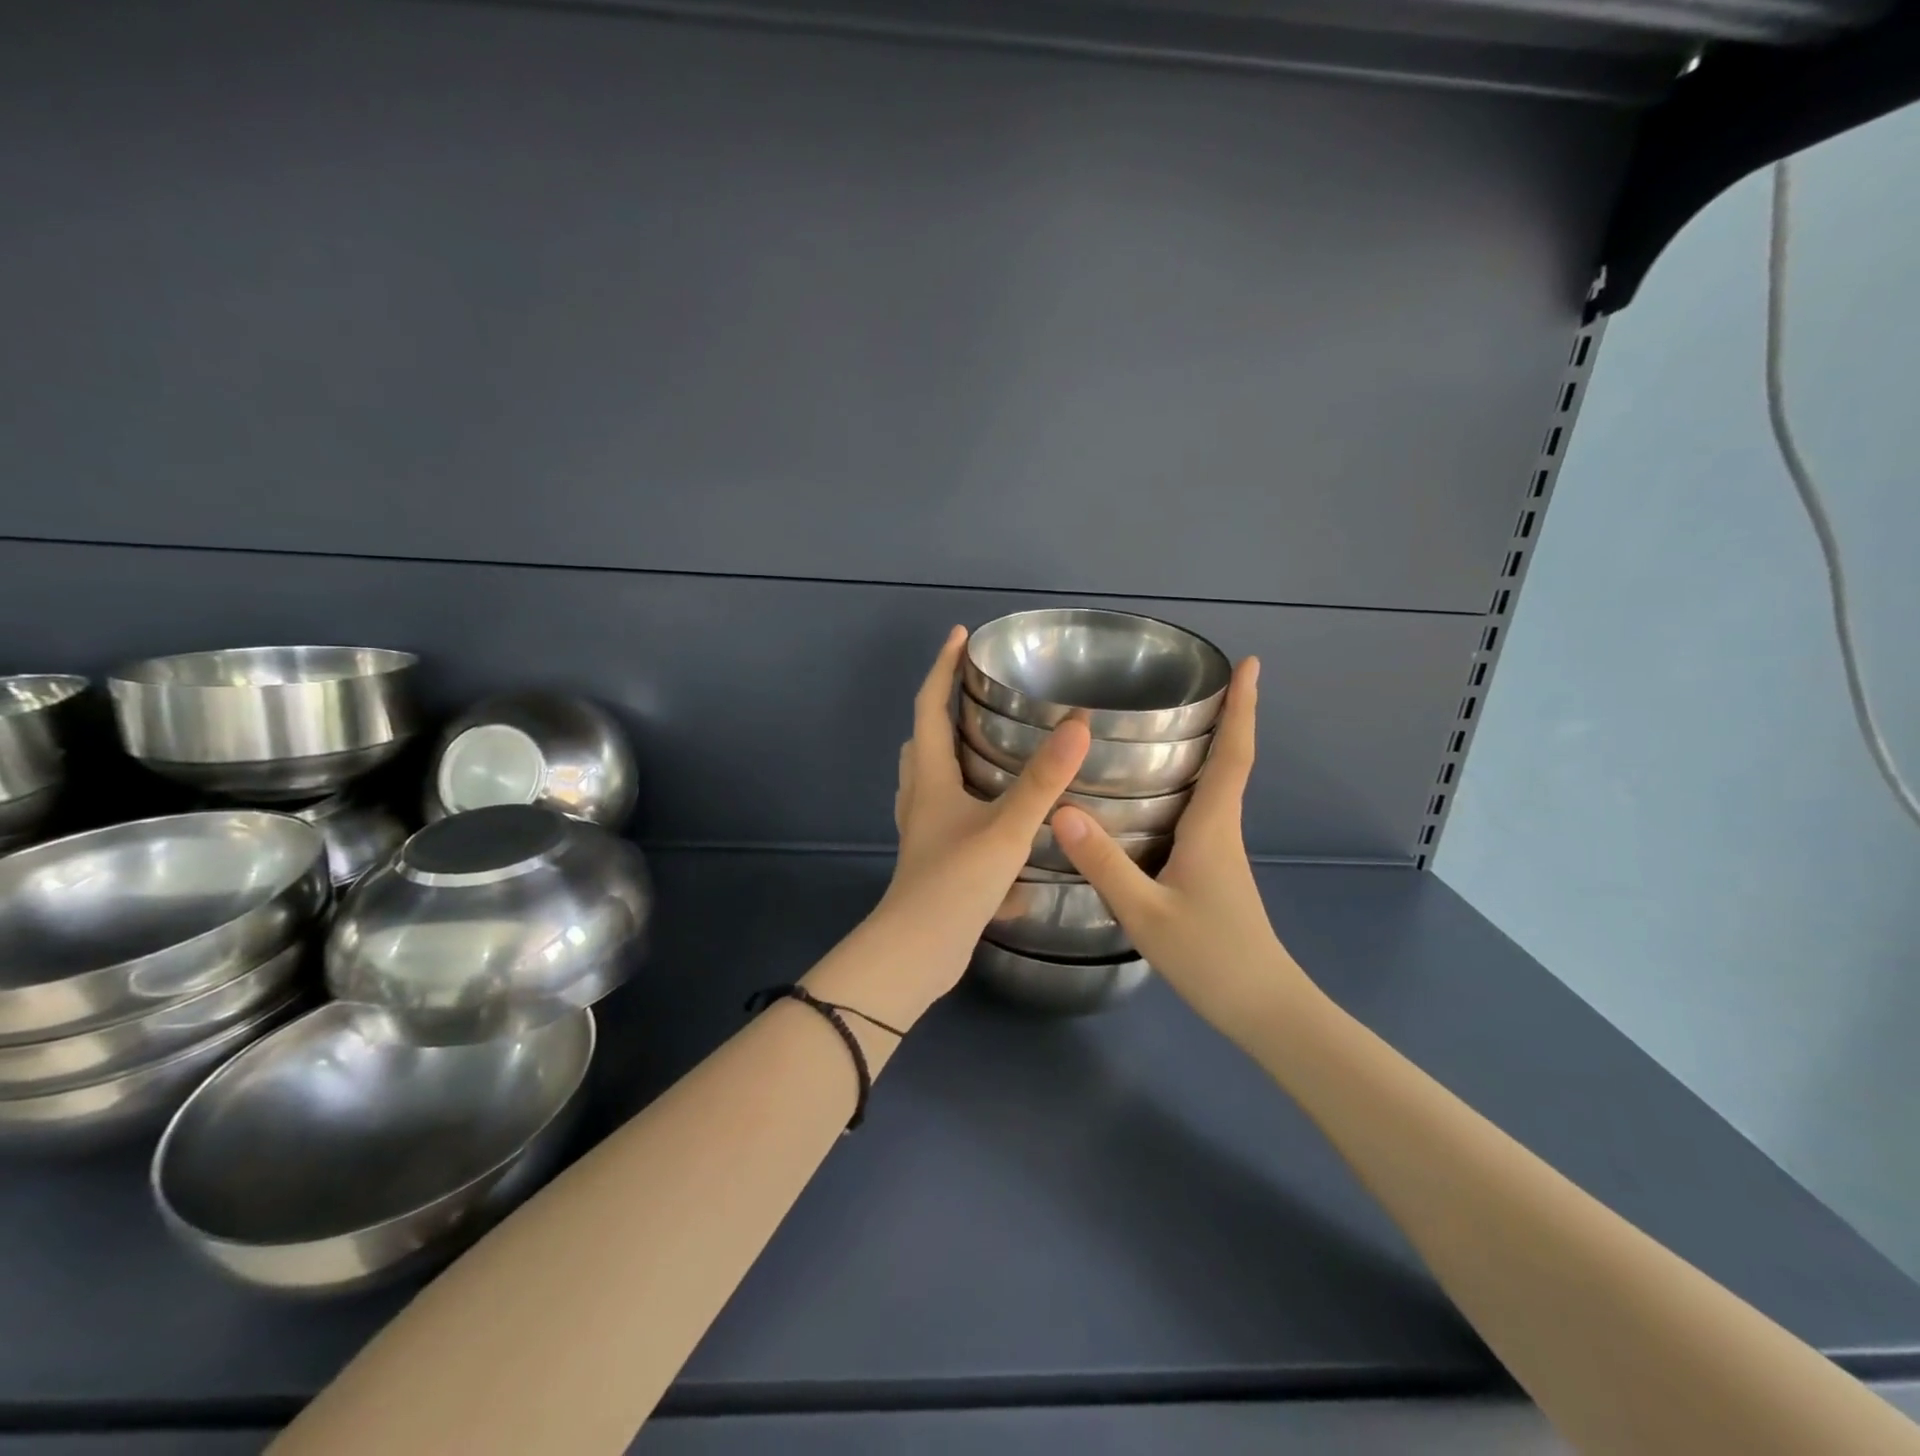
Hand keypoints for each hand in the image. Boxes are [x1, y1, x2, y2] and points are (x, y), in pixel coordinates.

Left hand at [847, 627, 1090, 1011]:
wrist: (918, 954)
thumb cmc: (955, 884)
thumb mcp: (1006, 829)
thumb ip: (1043, 781)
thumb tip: (1078, 726)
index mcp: (930, 779)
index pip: (929, 707)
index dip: (941, 668)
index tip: (959, 636)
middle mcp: (921, 799)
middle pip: (923, 742)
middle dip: (942, 710)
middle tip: (976, 693)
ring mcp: (924, 832)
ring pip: (932, 780)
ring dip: (952, 756)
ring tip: (988, 746)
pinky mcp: (934, 860)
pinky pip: (948, 817)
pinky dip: (969, 805)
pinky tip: (1001, 820)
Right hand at [1051, 657, 1315, 1038]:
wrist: (1262, 1008)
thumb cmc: (1211, 957)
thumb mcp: (1147, 913)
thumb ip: (1105, 864)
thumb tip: (1062, 810)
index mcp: (1213, 828)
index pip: (1234, 755)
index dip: (1243, 708)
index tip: (1250, 664)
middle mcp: (1222, 830)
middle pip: (1230, 762)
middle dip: (1226, 716)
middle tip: (1201, 680)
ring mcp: (1221, 852)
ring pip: (1216, 788)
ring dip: (1209, 748)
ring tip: (1170, 724)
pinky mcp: (1214, 871)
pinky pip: (1202, 812)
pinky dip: (1190, 785)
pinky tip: (1156, 795)